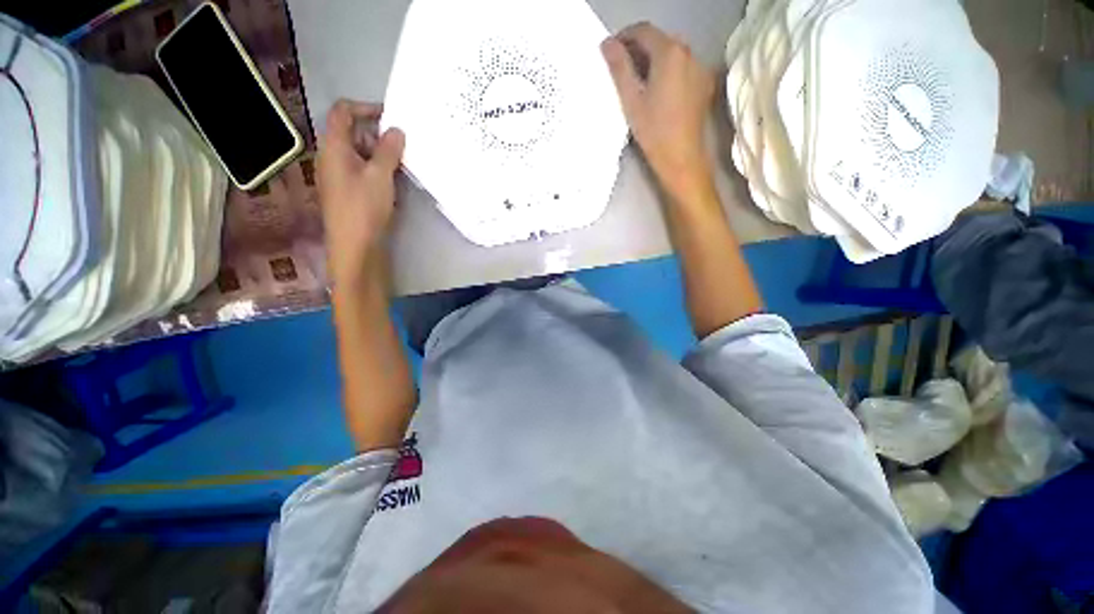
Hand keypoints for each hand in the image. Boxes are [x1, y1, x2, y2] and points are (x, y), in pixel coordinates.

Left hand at [317, 99, 405, 291]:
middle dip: (377, 134)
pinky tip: (394, 181)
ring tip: (402, 164)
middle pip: (351, 132)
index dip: (365, 108)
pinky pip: (361, 170)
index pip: (343, 112)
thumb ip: (389, 150)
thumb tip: (397, 129)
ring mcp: (338, 175)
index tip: (391, 117)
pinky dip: (377, 169)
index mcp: (334, 147)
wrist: (354, 246)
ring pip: (359, 153)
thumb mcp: (380, 175)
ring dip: (380, 154)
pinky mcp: (347, 191)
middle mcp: (332, 157)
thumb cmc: (364, 207)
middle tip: (402, 145)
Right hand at [601, 23, 715, 201]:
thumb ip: (619, 68)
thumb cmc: (653, 131)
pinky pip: (683, 68)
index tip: (611, 52)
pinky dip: (667, 72)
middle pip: (660, 40)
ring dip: (653, 60)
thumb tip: (607, 43)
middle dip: (639, 49)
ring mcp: (700, 68)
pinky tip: (658, 92)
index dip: (624, 37)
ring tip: (638, 82)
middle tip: (621, 69)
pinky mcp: (704, 84)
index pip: (644, 30)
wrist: (681, 158)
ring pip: (672, 54)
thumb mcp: (631, 100)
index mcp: (670, 53)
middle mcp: (689, 53)